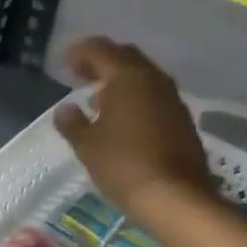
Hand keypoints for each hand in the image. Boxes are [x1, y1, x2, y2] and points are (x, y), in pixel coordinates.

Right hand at [53, 37, 214, 220]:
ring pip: (143, 74)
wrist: (176, 197)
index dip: (79, 53)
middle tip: (80, 76)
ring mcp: (172, 97)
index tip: (64, 65)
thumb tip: (65, 109)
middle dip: (101, 61)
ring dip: (120, 79)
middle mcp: (153, 78)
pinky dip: (136, 96)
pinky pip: (155, 94)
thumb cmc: (123, 165)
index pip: (99, 49)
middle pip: (124, 56)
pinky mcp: (182, 118)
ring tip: (99, 98)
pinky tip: (124, 118)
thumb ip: (72, 123)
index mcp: (126, 76)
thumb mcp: (87, 145)